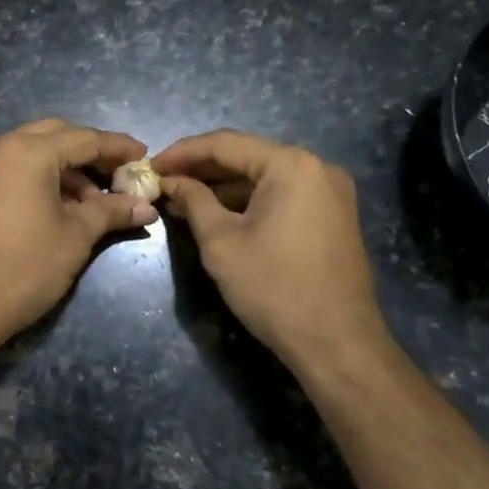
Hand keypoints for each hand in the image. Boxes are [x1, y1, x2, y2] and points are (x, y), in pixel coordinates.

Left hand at [0, 119, 157, 352]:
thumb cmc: (25, 267)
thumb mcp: (76, 236)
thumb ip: (111, 211)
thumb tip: (147, 206)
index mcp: (28, 152)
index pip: (84, 138)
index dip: (118, 147)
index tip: (144, 156)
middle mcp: (0, 147)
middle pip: (56, 135)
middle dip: (89, 153)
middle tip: (118, 176)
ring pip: (32, 150)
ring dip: (65, 167)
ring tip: (92, 202)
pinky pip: (13, 167)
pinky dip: (40, 176)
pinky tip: (60, 206)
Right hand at [152, 129, 388, 373]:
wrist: (339, 344)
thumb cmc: (274, 289)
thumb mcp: (221, 243)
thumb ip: (193, 201)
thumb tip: (172, 181)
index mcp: (291, 165)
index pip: (225, 144)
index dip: (182, 153)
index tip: (150, 166)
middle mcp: (317, 167)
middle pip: (247, 157)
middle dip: (202, 170)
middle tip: (163, 183)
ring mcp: (330, 192)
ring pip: (264, 178)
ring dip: (223, 188)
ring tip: (182, 201)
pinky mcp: (333, 216)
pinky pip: (282, 196)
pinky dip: (249, 202)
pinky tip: (217, 215)